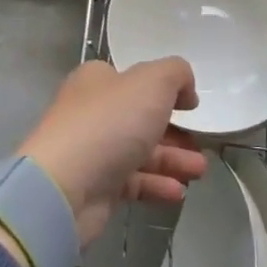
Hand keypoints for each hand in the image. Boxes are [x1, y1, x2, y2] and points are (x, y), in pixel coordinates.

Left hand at [17, 59, 207, 246]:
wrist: (65, 186)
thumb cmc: (109, 123)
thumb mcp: (152, 82)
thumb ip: (176, 74)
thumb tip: (185, 90)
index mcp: (97, 81)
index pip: (133, 79)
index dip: (164, 89)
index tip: (191, 105)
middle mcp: (92, 112)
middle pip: (140, 119)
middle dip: (175, 132)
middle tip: (202, 144)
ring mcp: (91, 151)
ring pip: (140, 152)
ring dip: (173, 160)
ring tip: (199, 171)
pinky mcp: (94, 187)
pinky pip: (132, 182)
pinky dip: (156, 185)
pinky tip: (178, 192)